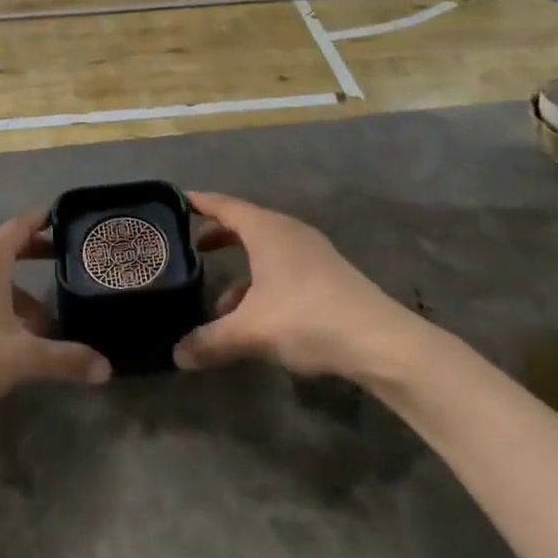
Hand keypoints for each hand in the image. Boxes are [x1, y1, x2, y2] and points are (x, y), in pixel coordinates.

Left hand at [0, 211, 109, 425]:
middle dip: (37, 255)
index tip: (70, 219)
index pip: (22, 224)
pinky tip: (10, 337)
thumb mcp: (21, 357)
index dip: (46, 220)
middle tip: (68, 264)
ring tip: (45, 322)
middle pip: (7, 247)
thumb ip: (65, 359)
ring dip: (18, 291)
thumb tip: (107, 369)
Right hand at [173, 192, 423, 381]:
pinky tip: (255, 316)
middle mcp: (288, 231)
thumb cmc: (307, 318)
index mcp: (266, 229)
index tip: (177, 202)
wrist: (381, 342)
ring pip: (265, 250)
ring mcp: (312, 252)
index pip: (224, 205)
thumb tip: (176, 355)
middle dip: (217, 235)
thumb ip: (210, 341)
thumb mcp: (251, 331)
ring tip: (218, 299)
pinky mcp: (328, 275)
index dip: (199, 203)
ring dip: (240, 266)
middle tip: (191, 247)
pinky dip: (262, 281)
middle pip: (245, 224)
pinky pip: (283, 266)